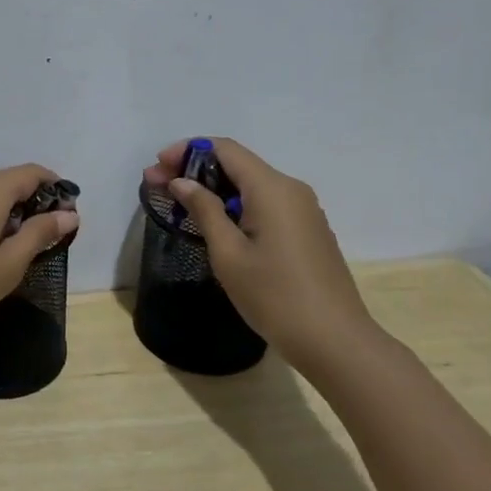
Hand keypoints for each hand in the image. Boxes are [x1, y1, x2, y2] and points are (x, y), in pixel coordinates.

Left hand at [0, 165, 79, 361]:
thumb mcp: (7, 266)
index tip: (69, 217)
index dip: (55, 190)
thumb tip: (68, 215)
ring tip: (15, 253)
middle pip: (6, 182)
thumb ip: (39, 234)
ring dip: (5, 216)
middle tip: (45, 242)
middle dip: (31, 205)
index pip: (31, 173)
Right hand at [143, 139, 382, 374]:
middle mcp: (290, 189)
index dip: (186, 151)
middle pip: (237, 164)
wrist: (334, 341)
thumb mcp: (228, 253)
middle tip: (157, 186)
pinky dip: (234, 205)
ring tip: (179, 205)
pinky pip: (264, 204)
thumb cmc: (274, 296)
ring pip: (250, 185)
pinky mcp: (306, 230)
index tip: (156, 167)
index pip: (224, 149)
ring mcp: (303, 210)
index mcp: (271, 188)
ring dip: (213, 189)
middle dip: (194, 170)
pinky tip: (215, 225)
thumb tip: (181, 182)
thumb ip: (204, 210)